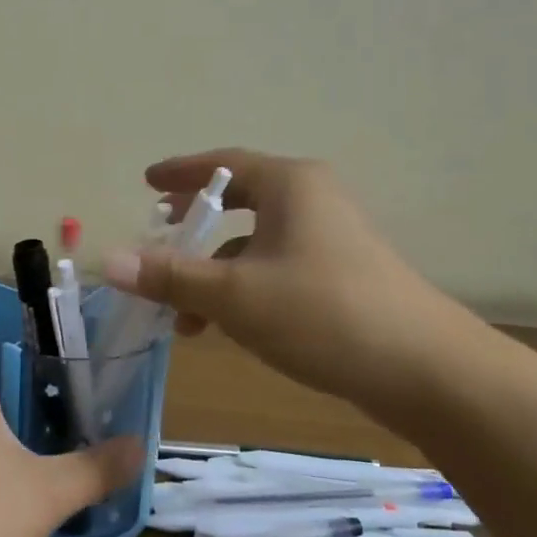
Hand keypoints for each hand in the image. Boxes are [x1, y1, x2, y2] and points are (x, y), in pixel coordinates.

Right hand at [101, 149, 474, 420]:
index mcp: (290, 184)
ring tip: (184, 314)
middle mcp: (313, 200)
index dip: (180, 173)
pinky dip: (246, 288)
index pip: (223, 165)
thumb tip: (108, 260)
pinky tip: (229, 327)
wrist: (428, 371)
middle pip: (241, 201)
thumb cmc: (322, 313)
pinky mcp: (345, 275)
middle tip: (162, 237)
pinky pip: (278, 267)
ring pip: (258, 243)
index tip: (147, 182)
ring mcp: (333, 239)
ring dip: (216, 271)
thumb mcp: (234, 295)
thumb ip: (171, 276)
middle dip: (196, 226)